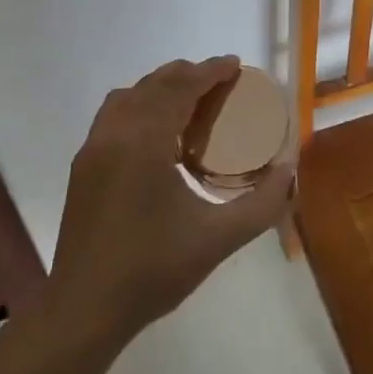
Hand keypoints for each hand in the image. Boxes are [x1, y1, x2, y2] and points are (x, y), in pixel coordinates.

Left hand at [46, 56, 293, 340]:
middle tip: (220, 81)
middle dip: (188, 74)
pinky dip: (138, 105)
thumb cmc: (154, 270)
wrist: (85, 308)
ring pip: (129, 95)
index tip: (235, 64)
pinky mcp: (82, 165)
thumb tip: (289, 170)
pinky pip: (113, 115)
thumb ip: (262, 203)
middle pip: (154, 84)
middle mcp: (115, 133)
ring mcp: (93, 147)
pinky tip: (156, 131)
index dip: (210, 71)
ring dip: (160, 87)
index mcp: (146, 142)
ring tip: (189, 100)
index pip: (181, 87)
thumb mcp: (218, 239)